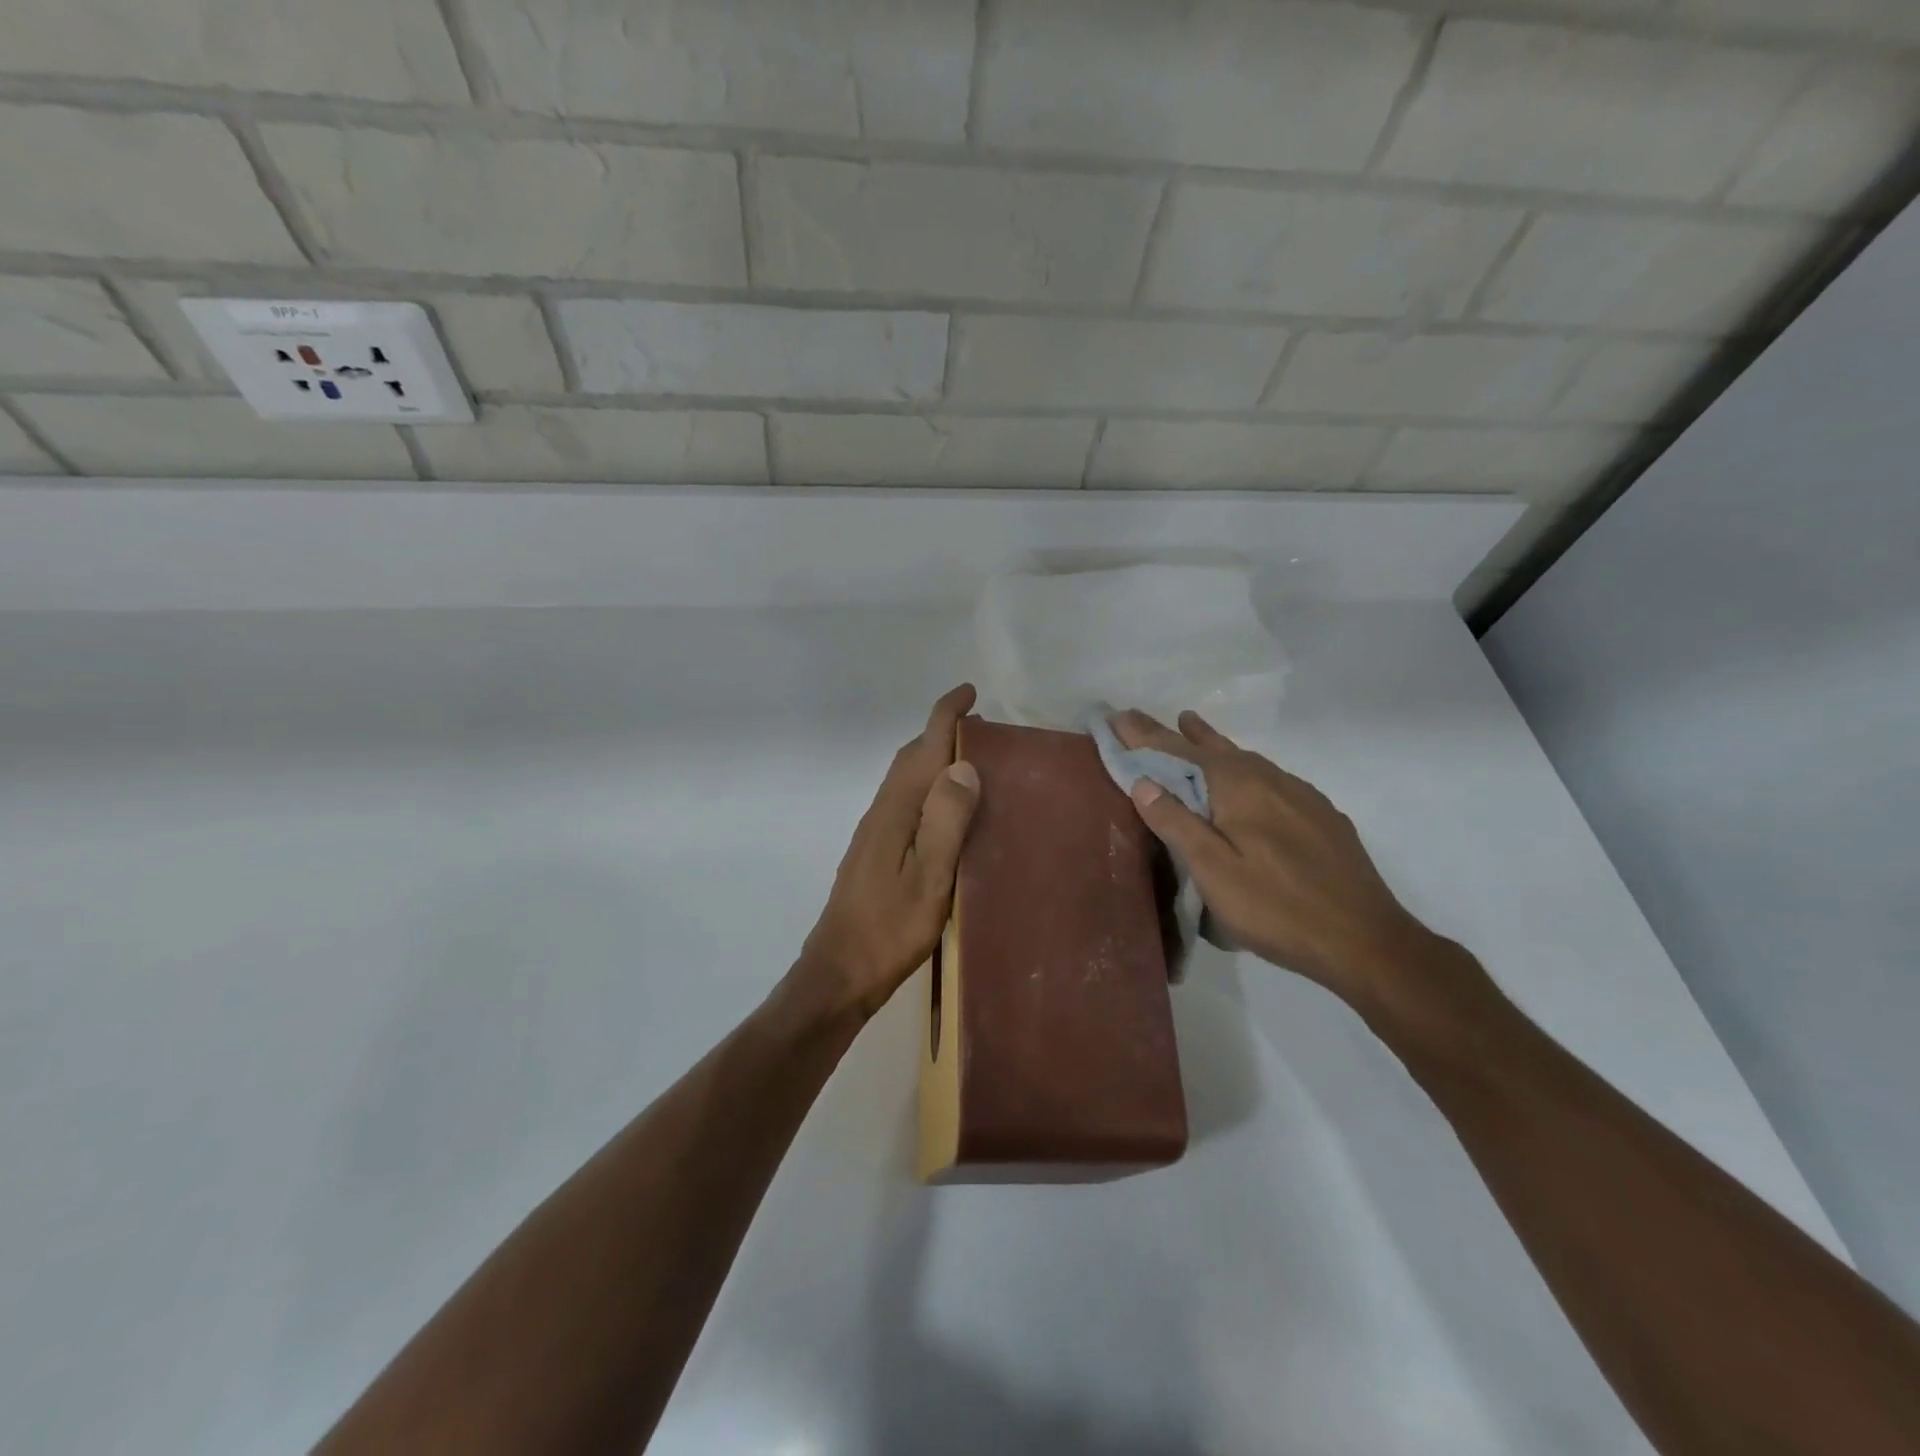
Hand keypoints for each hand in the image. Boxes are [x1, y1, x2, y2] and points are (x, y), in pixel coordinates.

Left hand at [794, 685, 980, 1021]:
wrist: (839, 974)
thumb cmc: (889, 930)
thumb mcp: (928, 878)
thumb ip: (945, 821)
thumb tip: (963, 766)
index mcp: (895, 812)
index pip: (921, 748)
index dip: (944, 715)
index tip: (969, 692)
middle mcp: (881, 813)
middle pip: (910, 758)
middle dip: (941, 732)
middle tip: (981, 727)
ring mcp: (875, 834)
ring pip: (906, 780)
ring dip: (935, 760)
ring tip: (971, 762)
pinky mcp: (875, 854)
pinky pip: (906, 803)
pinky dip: (928, 789)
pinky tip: (946, 811)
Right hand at [1114, 709, 1452, 1024]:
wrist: (1365, 940)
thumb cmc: (1278, 908)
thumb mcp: (1215, 872)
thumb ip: (1177, 824)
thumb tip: (1143, 781)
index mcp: (1238, 787)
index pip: (1180, 753)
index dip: (1145, 736)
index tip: (1117, 716)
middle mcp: (1269, 779)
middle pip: (1212, 748)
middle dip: (1174, 734)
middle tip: (1143, 718)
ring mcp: (1300, 796)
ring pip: (1245, 759)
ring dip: (1210, 743)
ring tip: (1190, 727)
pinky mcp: (1320, 816)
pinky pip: (1269, 777)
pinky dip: (1243, 766)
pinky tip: (1247, 778)